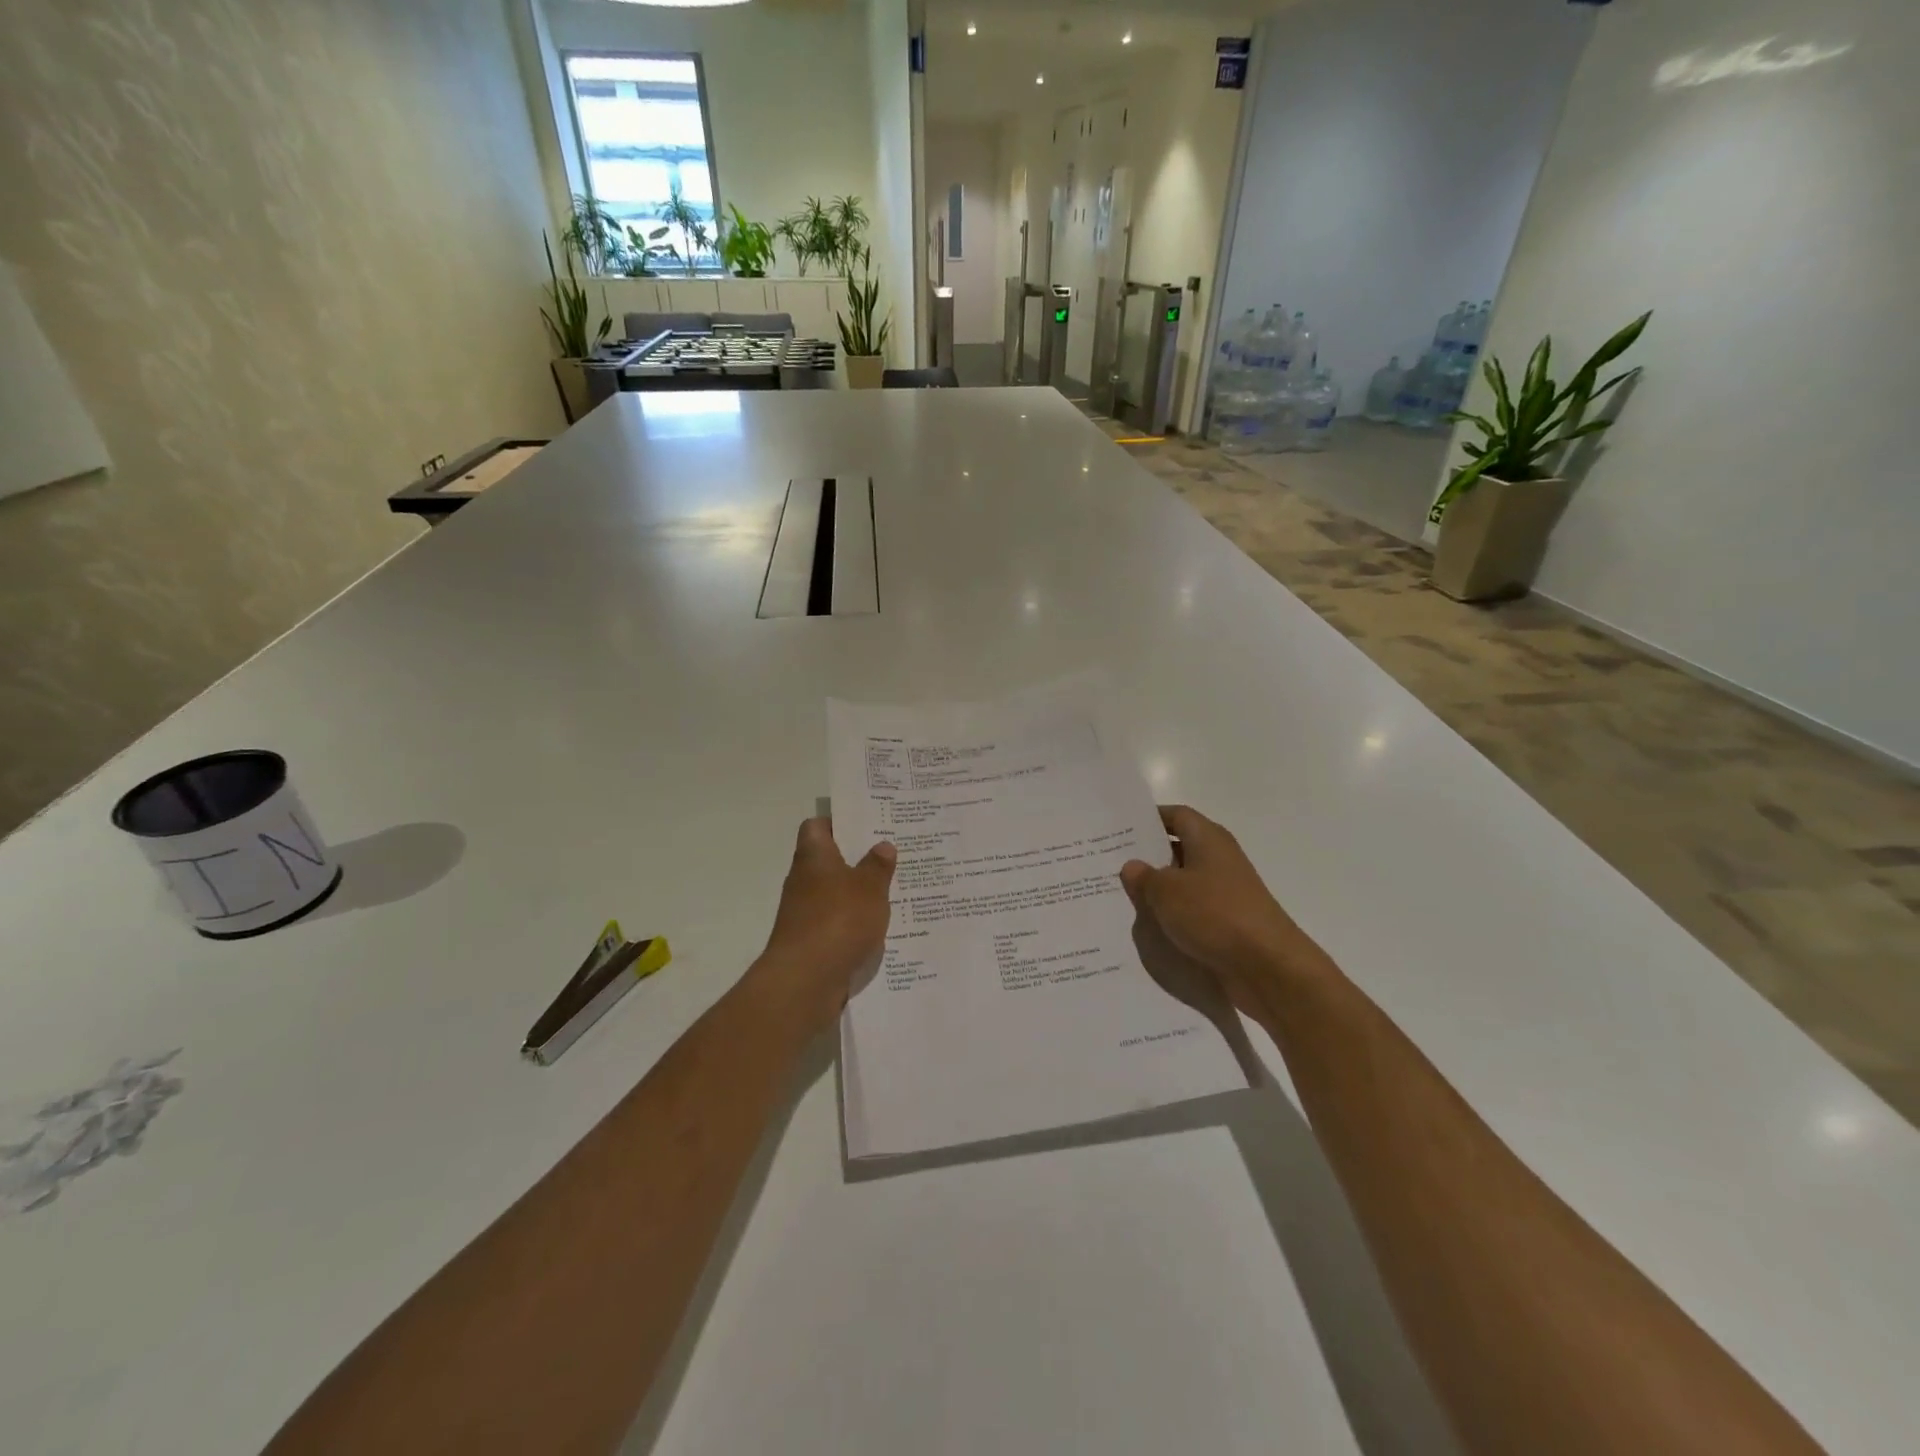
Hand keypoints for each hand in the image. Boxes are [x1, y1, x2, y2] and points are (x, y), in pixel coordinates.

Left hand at [753, 818, 895, 1030]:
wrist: (804, 981)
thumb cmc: (837, 921)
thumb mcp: (869, 888)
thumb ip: (877, 866)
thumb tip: (882, 845)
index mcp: (814, 857)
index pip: (817, 826)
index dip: (839, 822)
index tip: (867, 824)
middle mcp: (804, 880)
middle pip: (829, 860)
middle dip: (858, 859)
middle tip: (892, 855)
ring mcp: (804, 913)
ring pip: (835, 893)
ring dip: (859, 893)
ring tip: (894, 890)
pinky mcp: (811, 941)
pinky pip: (836, 923)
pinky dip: (854, 922)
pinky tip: (880, 927)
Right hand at [1120, 806, 1334, 1020]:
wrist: (1267, 967)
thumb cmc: (1214, 914)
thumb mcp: (1166, 891)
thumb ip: (1143, 876)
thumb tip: (1132, 866)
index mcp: (1208, 839)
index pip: (1176, 816)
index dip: (1149, 818)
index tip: (1119, 826)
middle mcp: (1218, 859)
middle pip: (1178, 848)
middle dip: (1146, 855)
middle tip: (1108, 861)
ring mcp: (1224, 892)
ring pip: (1182, 882)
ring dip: (1156, 888)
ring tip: (1119, 893)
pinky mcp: (1226, 922)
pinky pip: (1191, 910)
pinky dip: (1171, 914)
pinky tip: (1145, 924)